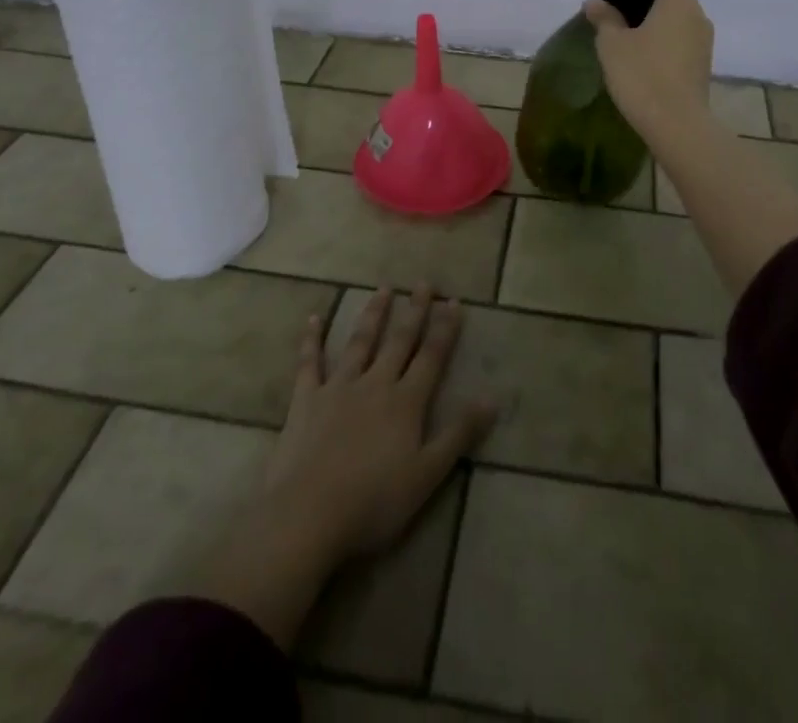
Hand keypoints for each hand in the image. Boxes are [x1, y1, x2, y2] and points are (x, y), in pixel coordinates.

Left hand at [196, 286, 493, 650]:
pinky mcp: (306, 400)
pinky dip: (312, 339)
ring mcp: (338, 388)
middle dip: (414, 311)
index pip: (431, 357)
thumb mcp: (427, 474)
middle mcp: (375, 384)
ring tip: (383, 289)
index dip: (444, 329)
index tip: (453, 301)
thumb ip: (459, 433)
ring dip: (373, 314)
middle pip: (399, 341)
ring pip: (360, 343)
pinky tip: (314, 318)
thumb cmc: (373, 502)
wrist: (307, 515)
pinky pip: (309, 363)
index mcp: (406, 402)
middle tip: (423, 282)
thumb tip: (492, 397)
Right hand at [582, 0, 714, 141]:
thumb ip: (604, 17)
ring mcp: (704, 40)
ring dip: (656, 21)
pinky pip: (682, 39)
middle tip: (617, 13)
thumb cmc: (642, 75)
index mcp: (677, 0)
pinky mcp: (703, 63)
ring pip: (678, 18)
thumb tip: (594, 2)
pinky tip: (643, 59)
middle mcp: (697, 14)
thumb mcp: (612, 44)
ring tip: (627, 38)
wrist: (677, 125)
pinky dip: (665, 40)